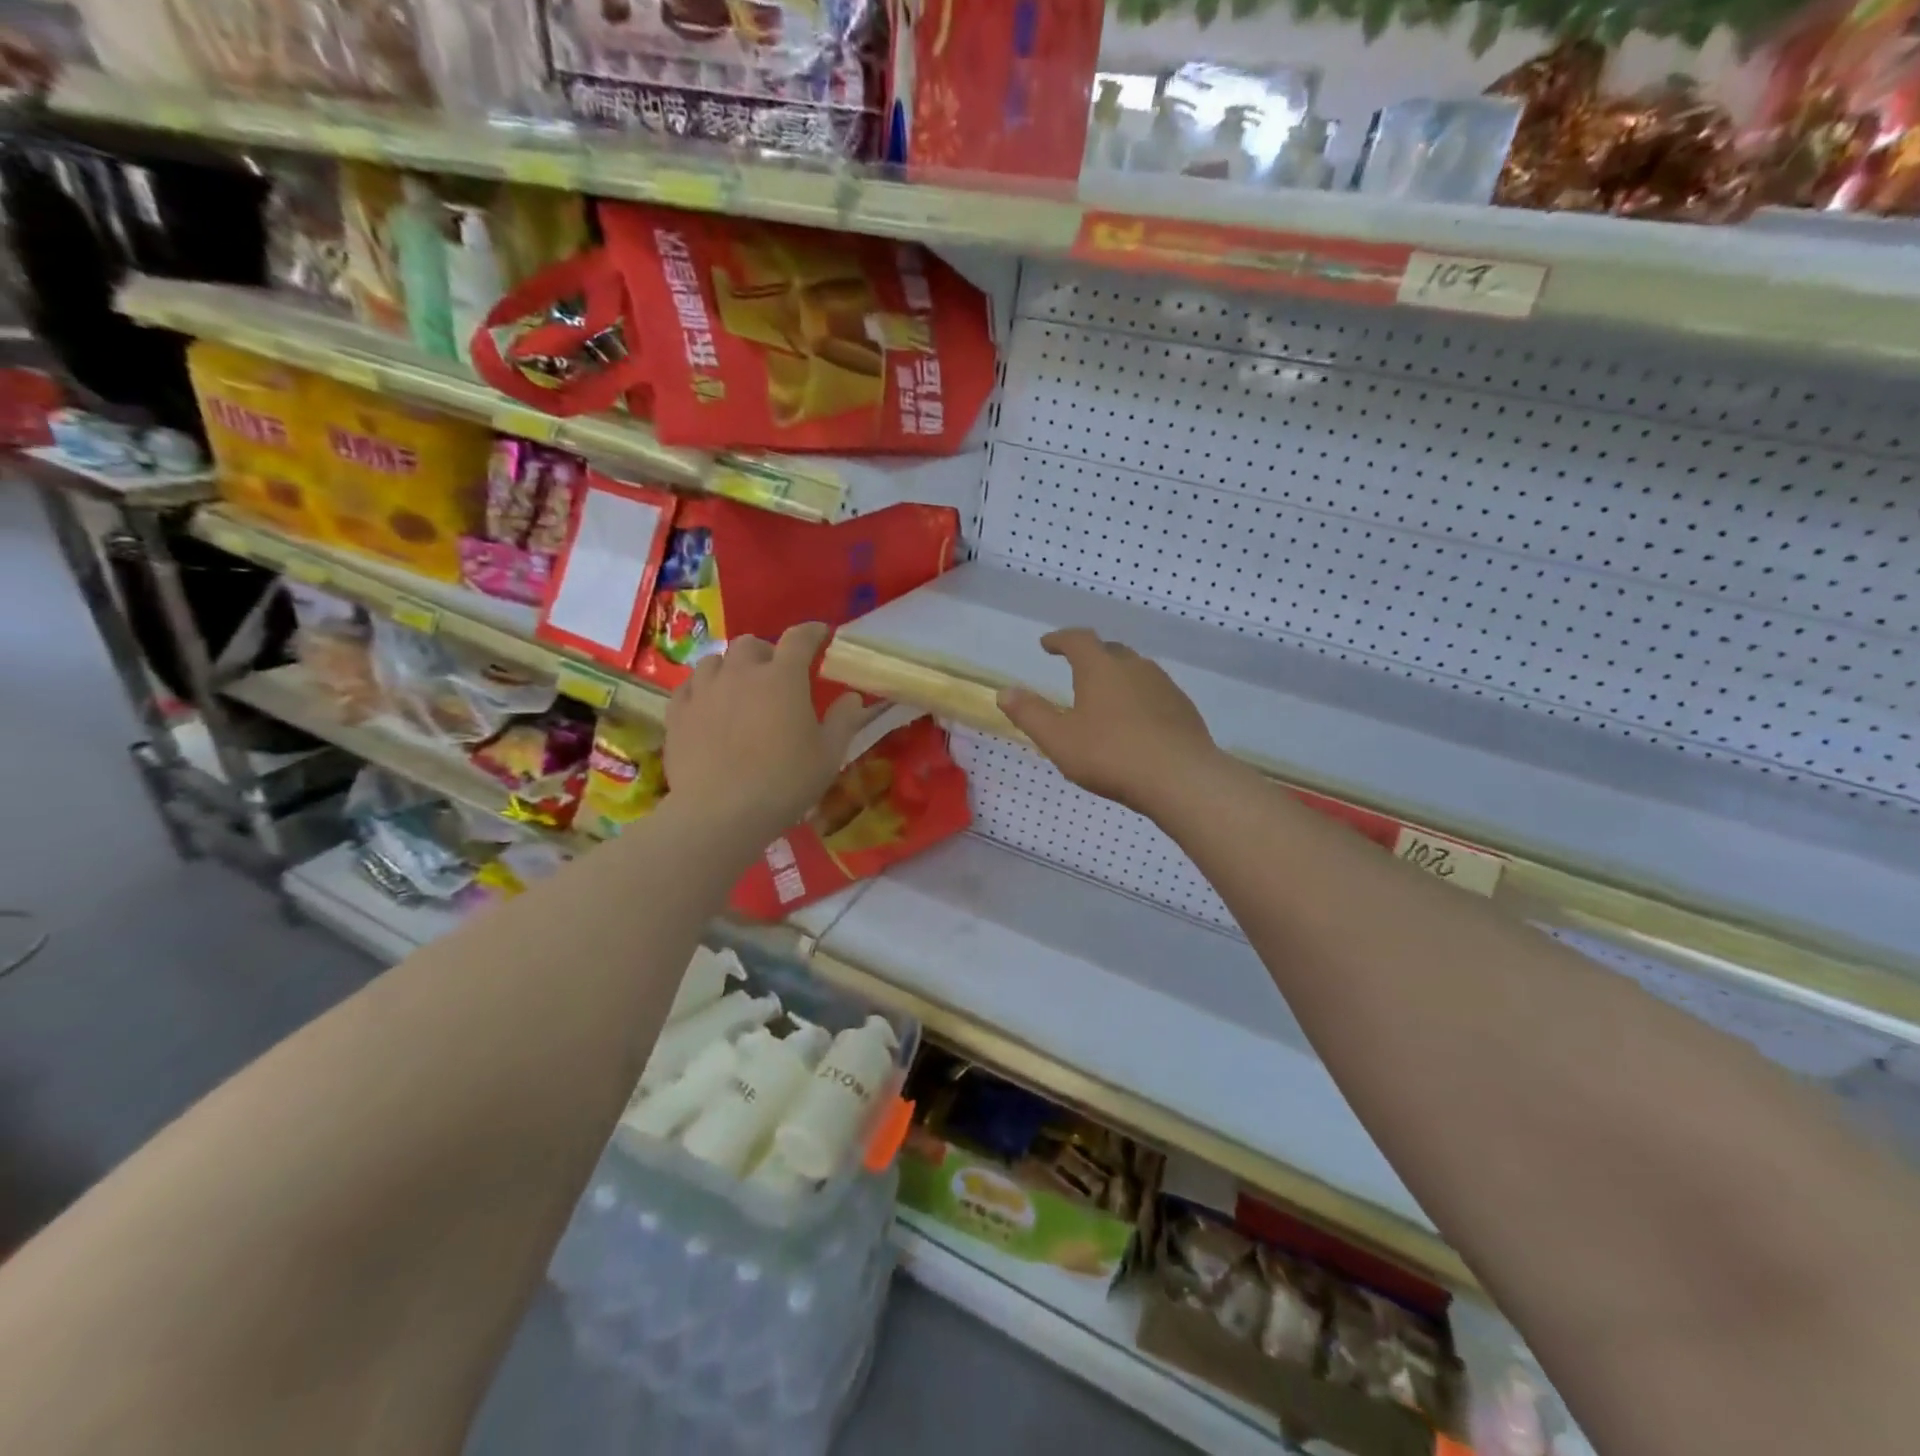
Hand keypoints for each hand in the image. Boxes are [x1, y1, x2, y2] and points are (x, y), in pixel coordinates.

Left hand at [664, 623, 868, 837]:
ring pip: (715, 660)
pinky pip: (690, 686)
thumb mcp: (828, 756)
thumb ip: (843, 721)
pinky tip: (709, 706)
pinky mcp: (678, 713)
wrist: (720, 813)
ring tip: (739, 688)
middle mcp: (741, 672)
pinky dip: (703, 689)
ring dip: (731, 667)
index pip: (799, 638)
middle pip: (751, 643)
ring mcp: (704, 690)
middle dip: (767, 651)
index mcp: (783, 677)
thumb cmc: (784, 782)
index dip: (812, 632)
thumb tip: (852, 697)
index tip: (820, 634)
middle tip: (776, 674)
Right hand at [997, 629, 1216, 815]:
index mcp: (1100, 668)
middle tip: (1077, 668)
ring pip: (1137, 671)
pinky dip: (1140, 698)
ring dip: (1118, 677)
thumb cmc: (1111, 755)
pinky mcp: (1184, 708)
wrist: (1181, 777)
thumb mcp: (1059, 739)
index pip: (1078, 640)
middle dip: (1091, 655)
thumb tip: (1004, 691)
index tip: (1047, 644)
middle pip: (1110, 651)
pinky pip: (1156, 693)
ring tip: (1106, 697)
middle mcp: (1134, 667)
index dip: (1060, 639)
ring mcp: (1164, 686)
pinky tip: (1137, 722)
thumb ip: (1030, 714)